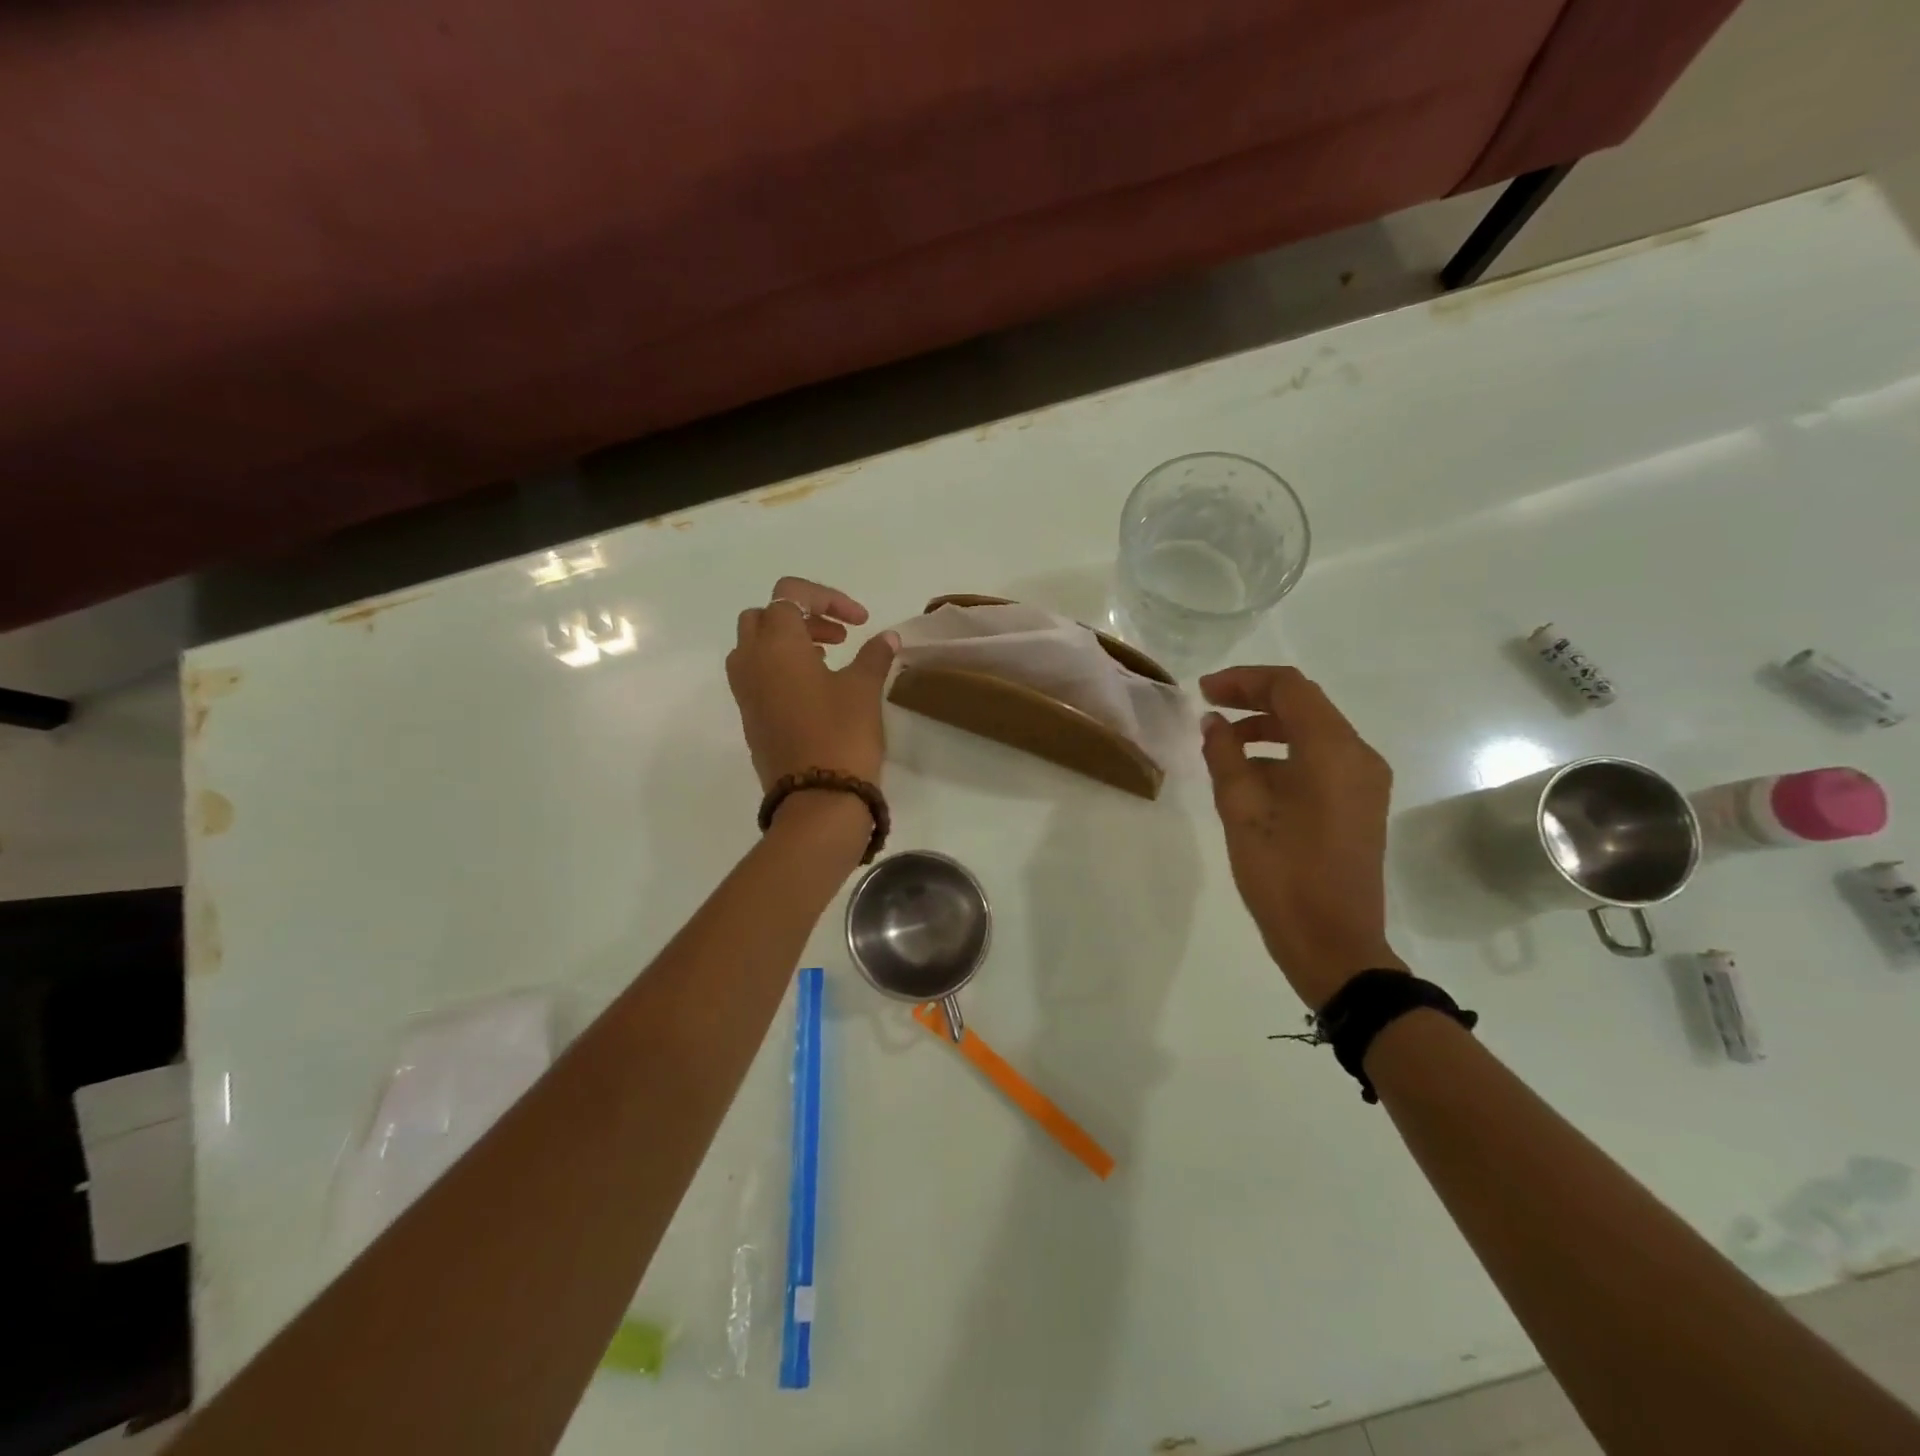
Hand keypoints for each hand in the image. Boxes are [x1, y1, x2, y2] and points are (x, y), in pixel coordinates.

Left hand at [726, 577, 898, 792]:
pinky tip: (816, 688)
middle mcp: (750, 662)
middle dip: (801, 616)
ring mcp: (745, 692)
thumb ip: (874, 655)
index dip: (827, 598)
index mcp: (776, 645)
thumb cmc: (841, 735)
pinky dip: (782, 668)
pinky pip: (758, 675)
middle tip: (838, 636)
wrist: (816, 800)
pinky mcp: (750, 718)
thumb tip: (887, 637)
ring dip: (789, 642)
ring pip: (756, 646)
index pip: (790, 595)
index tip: (860, 622)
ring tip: (829, 658)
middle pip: (764, 617)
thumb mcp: (864, 689)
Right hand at [1198, 666, 1403, 1009]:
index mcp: (1332, 751)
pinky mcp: (1361, 803)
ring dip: (1268, 727)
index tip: (1203, 692)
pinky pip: (1321, 759)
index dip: (1243, 680)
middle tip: (1208, 708)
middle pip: (1305, 704)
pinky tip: (1250, 774)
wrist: (1334, 943)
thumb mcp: (1242, 811)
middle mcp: (1358, 755)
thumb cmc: (1283, 875)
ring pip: (1314, 731)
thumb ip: (1225, 756)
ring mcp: (1365, 780)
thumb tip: (1214, 723)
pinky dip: (1285, 753)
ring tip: (1222, 744)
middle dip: (1254, 699)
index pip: (1289, 688)